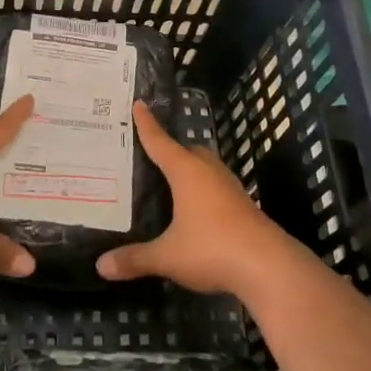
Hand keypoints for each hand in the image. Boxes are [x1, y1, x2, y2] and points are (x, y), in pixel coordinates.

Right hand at [96, 100, 298, 295]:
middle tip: (150, 153)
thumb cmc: (212, 249)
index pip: (160, 142)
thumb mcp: (167, 256)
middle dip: (171, 149)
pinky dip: (202, 190)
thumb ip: (135, 258)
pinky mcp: (243, 206)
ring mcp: (230, 188)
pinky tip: (194, 208)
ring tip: (170, 180)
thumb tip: (102, 266)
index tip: (139, 103)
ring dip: (189, 170)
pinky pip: (216, 187)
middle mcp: (209, 172)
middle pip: (187, 151)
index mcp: (187, 172)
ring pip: (205, 168)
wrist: (269, 267)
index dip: (147, 124)